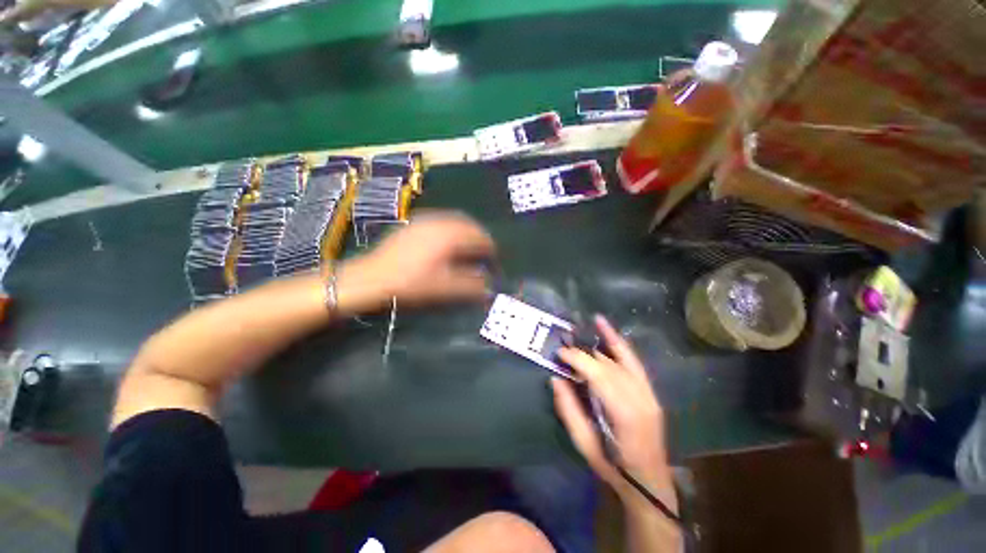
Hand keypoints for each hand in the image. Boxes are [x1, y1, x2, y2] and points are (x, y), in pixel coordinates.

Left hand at [336, 212, 495, 314]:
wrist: (371, 277)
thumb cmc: (411, 282)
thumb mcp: (444, 287)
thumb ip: (471, 286)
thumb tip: (490, 288)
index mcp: (450, 235)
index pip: (479, 237)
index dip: (490, 248)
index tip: (494, 260)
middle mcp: (439, 222)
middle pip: (468, 224)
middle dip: (479, 236)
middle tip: (484, 252)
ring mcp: (425, 220)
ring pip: (454, 220)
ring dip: (466, 231)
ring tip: (468, 247)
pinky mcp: (413, 223)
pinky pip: (440, 221)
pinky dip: (451, 229)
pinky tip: (447, 242)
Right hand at [552, 315, 674, 509]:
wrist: (649, 482)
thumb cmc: (614, 467)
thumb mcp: (584, 444)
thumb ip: (569, 409)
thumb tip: (555, 378)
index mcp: (624, 413)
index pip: (598, 374)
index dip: (577, 359)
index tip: (559, 354)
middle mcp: (639, 397)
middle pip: (607, 365)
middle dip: (583, 353)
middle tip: (564, 348)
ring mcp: (647, 392)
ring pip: (619, 359)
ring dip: (600, 342)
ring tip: (583, 326)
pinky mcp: (649, 390)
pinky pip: (633, 360)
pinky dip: (619, 342)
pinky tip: (607, 327)